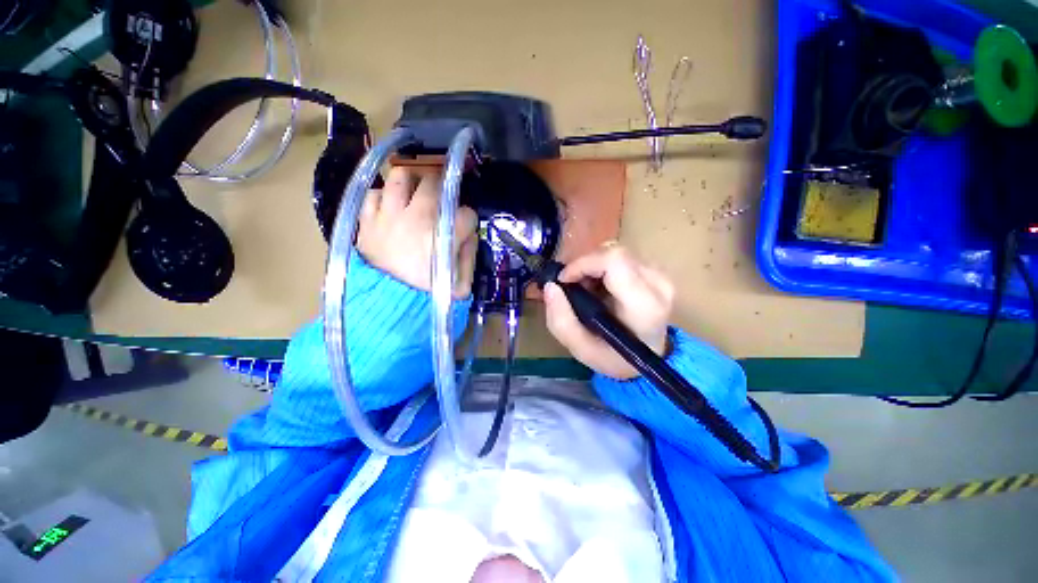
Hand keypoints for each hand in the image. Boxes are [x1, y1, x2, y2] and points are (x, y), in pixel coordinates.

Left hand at [357, 167, 477, 298]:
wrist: (389, 307)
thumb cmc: (428, 295)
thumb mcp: (461, 284)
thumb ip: (469, 255)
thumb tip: (469, 234)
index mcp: (444, 235)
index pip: (466, 213)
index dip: (468, 219)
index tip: (464, 227)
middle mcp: (417, 218)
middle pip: (433, 183)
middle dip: (443, 188)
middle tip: (442, 198)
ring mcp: (388, 217)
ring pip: (399, 177)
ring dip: (411, 182)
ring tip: (415, 191)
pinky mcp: (367, 222)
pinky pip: (373, 194)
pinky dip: (383, 197)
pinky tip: (389, 207)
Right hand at [544, 243, 674, 379]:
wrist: (646, 359)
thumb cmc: (614, 357)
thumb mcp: (580, 349)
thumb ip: (560, 320)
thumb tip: (550, 286)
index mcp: (644, 306)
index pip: (614, 262)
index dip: (583, 264)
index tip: (564, 280)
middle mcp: (658, 285)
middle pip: (614, 254)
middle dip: (585, 266)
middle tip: (572, 287)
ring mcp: (661, 276)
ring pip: (616, 253)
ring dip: (593, 267)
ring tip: (586, 289)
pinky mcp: (657, 272)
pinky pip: (623, 258)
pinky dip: (603, 268)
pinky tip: (600, 287)